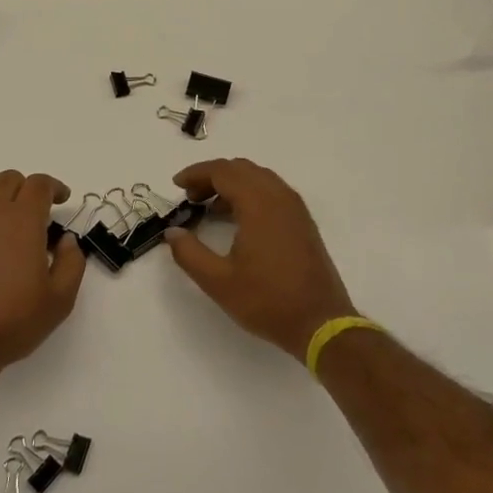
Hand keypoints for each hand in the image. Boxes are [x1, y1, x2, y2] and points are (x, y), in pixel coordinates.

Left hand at [0, 170, 85, 372]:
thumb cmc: (12, 320)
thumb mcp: (59, 299)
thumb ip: (71, 263)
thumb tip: (67, 241)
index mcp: (22, 221)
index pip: (38, 184)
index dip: (54, 187)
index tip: (63, 199)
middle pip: (8, 180)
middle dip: (27, 188)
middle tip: (40, 212)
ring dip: (3, 204)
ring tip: (15, 235)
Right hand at [165, 159, 359, 359]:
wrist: (320, 322)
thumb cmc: (267, 300)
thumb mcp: (218, 281)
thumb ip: (189, 253)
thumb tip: (172, 232)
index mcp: (259, 204)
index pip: (223, 171)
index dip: (196, 174)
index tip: (176, 185)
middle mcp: (279, 197)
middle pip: (241, 169)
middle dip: (212, 177)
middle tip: (190, 198)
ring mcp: (295, 208)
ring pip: (259, 178)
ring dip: (232, 184)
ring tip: (209, 208)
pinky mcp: (303, 222)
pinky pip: (272, 192)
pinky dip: (250, 194)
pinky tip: (237, 220)